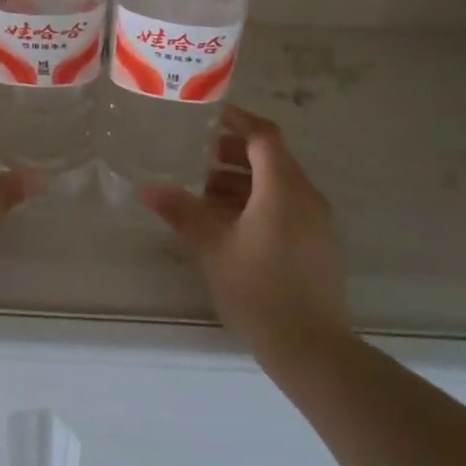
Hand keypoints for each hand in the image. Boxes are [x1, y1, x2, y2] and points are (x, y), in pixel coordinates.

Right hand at [138, 105, 347, 362]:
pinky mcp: (319, 246)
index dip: (237, 120)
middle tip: (197, 157)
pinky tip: (230, 225)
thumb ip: (181, 211)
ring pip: (278, 185)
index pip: (263, 135)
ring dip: (243, 181)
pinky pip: (287, 207)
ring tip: (205, 193)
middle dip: (234, 153)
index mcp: (283, 188)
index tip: (208, 115)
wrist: (312, 349)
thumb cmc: (258, 290)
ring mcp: (317, 223)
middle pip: (271, 158)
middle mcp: (306, 197)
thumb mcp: (212, 248)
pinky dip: (259, 203)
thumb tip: (147, 187)